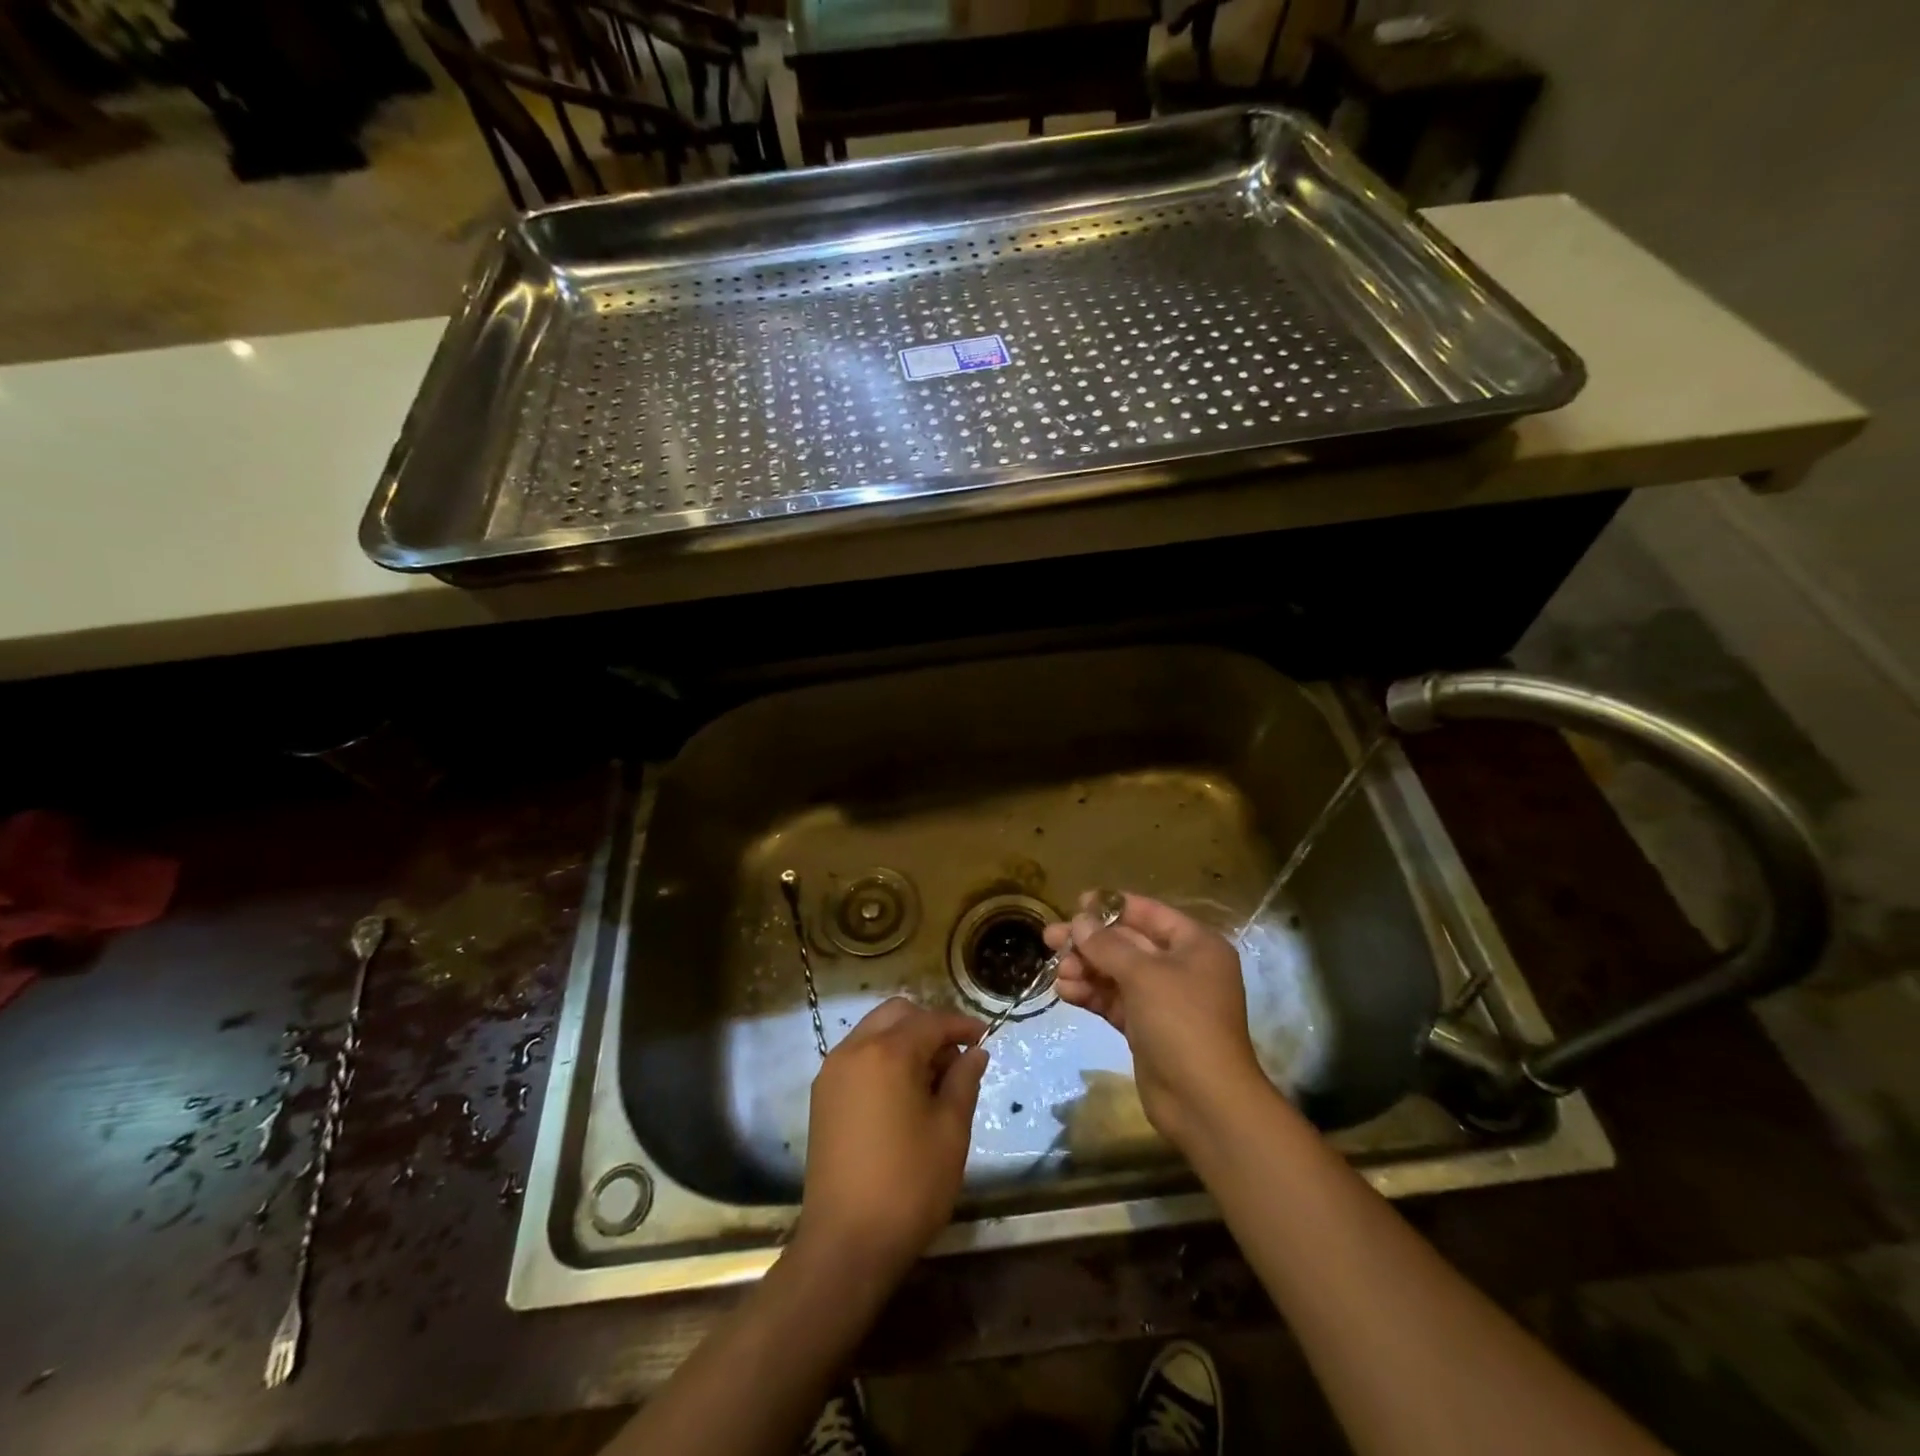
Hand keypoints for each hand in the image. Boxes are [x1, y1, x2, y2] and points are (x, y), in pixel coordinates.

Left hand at [797, 998, 986, 1277]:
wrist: (845, 1244)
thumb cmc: (908, 1185)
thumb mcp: (950, 1131)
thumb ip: (964, 1081)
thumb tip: (975, 1052)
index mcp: (888, 1053)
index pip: (931, 1021)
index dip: (961, 1025)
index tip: (986, 1035)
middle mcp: (854, 1050)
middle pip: (897, 1014)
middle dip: (930, 1025)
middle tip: (956, 1058)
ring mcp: (833, 1072)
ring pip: (874, 1031)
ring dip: (905, 1040)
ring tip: (932, 1078)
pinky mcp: (823, 1096)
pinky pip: (858, 1056)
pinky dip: (883, 1057)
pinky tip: (902, 1092)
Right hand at [1044, 892, 1267, 1151]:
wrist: (1204, 1102)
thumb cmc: (1182, 1023)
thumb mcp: (1144, 975)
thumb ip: (1108, 945)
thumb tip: (1079, 921)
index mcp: (1195, 945)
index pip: (1150, 913)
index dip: (1113, 906)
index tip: (1077, 903)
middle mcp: (1181, 968)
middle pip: (1128, 943)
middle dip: (1090, 942)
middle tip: (1050, 938)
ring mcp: (1163, 1000)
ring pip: (1117, 973)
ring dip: (1086, 969)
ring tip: (1058, 972)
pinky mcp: (1146, 1028)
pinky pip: (1114, 1001)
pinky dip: (1091, 994)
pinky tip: (1065, 992)